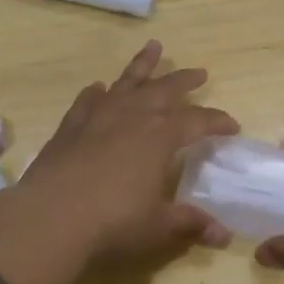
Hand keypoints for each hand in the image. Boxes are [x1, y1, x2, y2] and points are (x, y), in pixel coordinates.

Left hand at [16, 40, 239, 262]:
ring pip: (127, 82)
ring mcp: (98, 117)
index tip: (233, 126)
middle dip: (185, 80)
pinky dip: (98, 92)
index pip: (198, 121)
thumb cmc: (113, 221)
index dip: (218, 122)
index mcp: (161, 136)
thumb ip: (190, 222)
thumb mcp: (158, 225)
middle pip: (165, 89)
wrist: (50, 217)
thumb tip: (224, 236)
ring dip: (142, 65)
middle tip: (200, 72)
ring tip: (153, 47)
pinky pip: (88, 100)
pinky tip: (99, 88)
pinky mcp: (70, 126)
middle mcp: (133, 116)